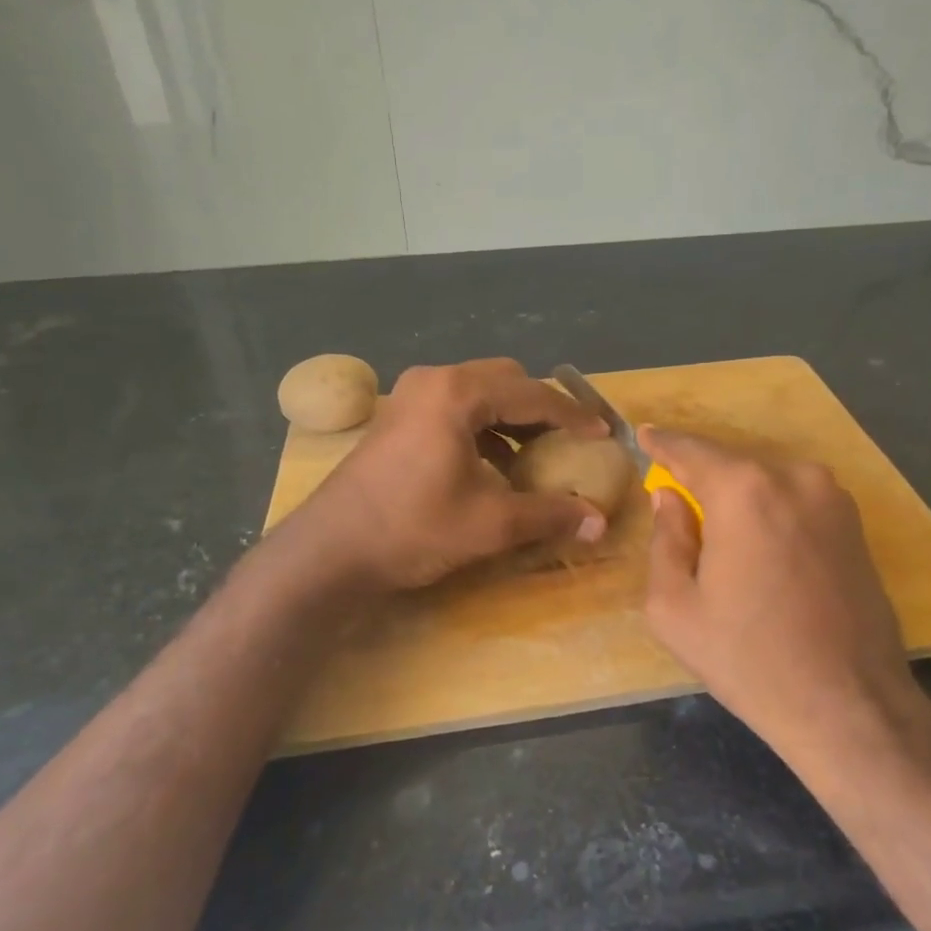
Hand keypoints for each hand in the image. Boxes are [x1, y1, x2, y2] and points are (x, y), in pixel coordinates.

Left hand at [282, 359, 610, 591]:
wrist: (328, 550)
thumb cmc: (412, 528)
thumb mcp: (490, 524)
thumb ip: (549, 515)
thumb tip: (599, 522)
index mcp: (458, 394)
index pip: (533, 394)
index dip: (573, 416)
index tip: (602, 434)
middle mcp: (434, 381)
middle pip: (505, 380)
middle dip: (542, 408)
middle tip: (570, 439)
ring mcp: (410, 395)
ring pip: (479, 391)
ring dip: (512, 417)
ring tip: (538, 452)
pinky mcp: (397, 416)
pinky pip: (456, 407)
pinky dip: (484, 426)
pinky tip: (494, 463)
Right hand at [640, 427, 919, 758]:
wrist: (850, 706)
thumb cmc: (748, 659)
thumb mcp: (674, 608)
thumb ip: (664, 540)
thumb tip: (668, 499)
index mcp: (744, 490)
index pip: (690, 451)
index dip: (662, 444)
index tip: (644, 434)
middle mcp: (794, 477)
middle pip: (730, 467)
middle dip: (701, 481)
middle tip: (677, 505)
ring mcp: (833, 498)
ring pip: (766, 484)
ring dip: (739, 501)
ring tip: (722, 542)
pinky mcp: (856, 524)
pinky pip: (796, 503)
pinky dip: (771, 514)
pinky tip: (762, 554)